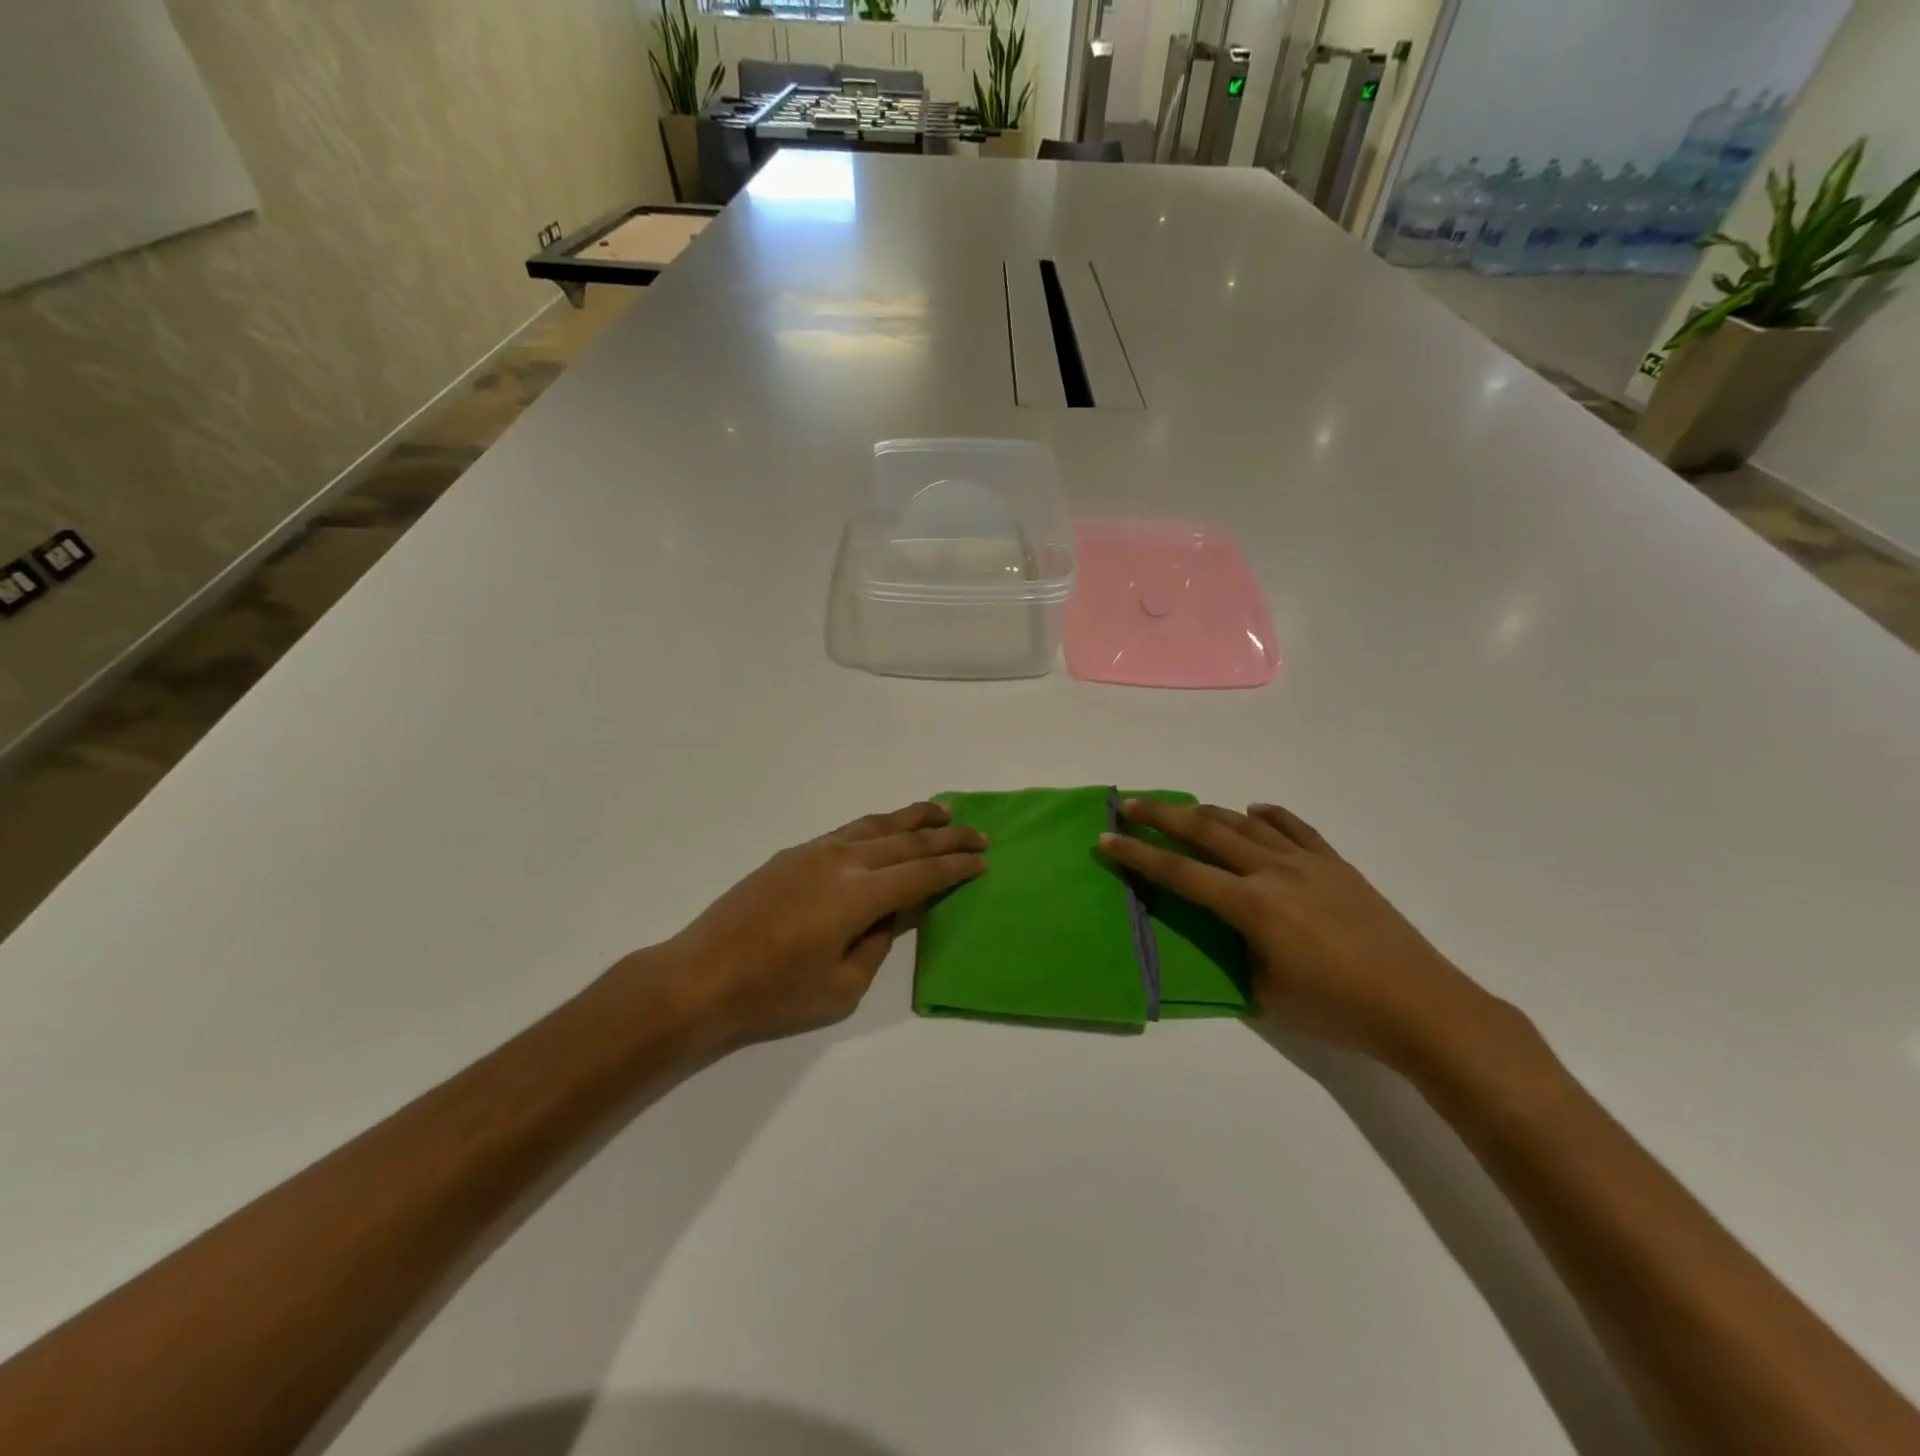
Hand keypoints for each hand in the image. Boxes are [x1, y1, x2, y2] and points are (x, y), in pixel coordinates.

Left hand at [663, 801, 986, 1047]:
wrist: (700, 977)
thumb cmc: (773, 993)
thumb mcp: (842, 986)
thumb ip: (878, 943)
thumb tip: (892, 912)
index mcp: (858, 895)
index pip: (921, 874)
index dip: (955, 866)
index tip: (982, 859)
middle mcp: (841, 862)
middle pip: (905, 841)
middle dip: (946, 837)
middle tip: (978, 832)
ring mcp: (813, 852)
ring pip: (875, 826)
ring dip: (912, 818)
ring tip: (941, 810)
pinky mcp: (792, 855)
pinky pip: (847, 831)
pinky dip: (877, 826)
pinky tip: (886, 829)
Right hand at [1100, 800, 1510, 1070]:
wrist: (1421, 1006)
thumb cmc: (1338, 1011)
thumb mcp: (1266, 993)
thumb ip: (1236, 953)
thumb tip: (1227, 931)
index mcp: (1252, 906)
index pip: (1180, 874)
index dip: (1138, 856)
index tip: (1107, 838)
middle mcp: (1274, 873)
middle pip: (1207, 832)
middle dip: (1163, 816)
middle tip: (1131, 804)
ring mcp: (1309, 863)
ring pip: (1247, 824)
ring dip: (1209, 811)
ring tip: (1184, 808)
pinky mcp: (1337, 865)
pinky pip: (1296, 828)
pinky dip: (1269, 815)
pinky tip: (1254, 811)